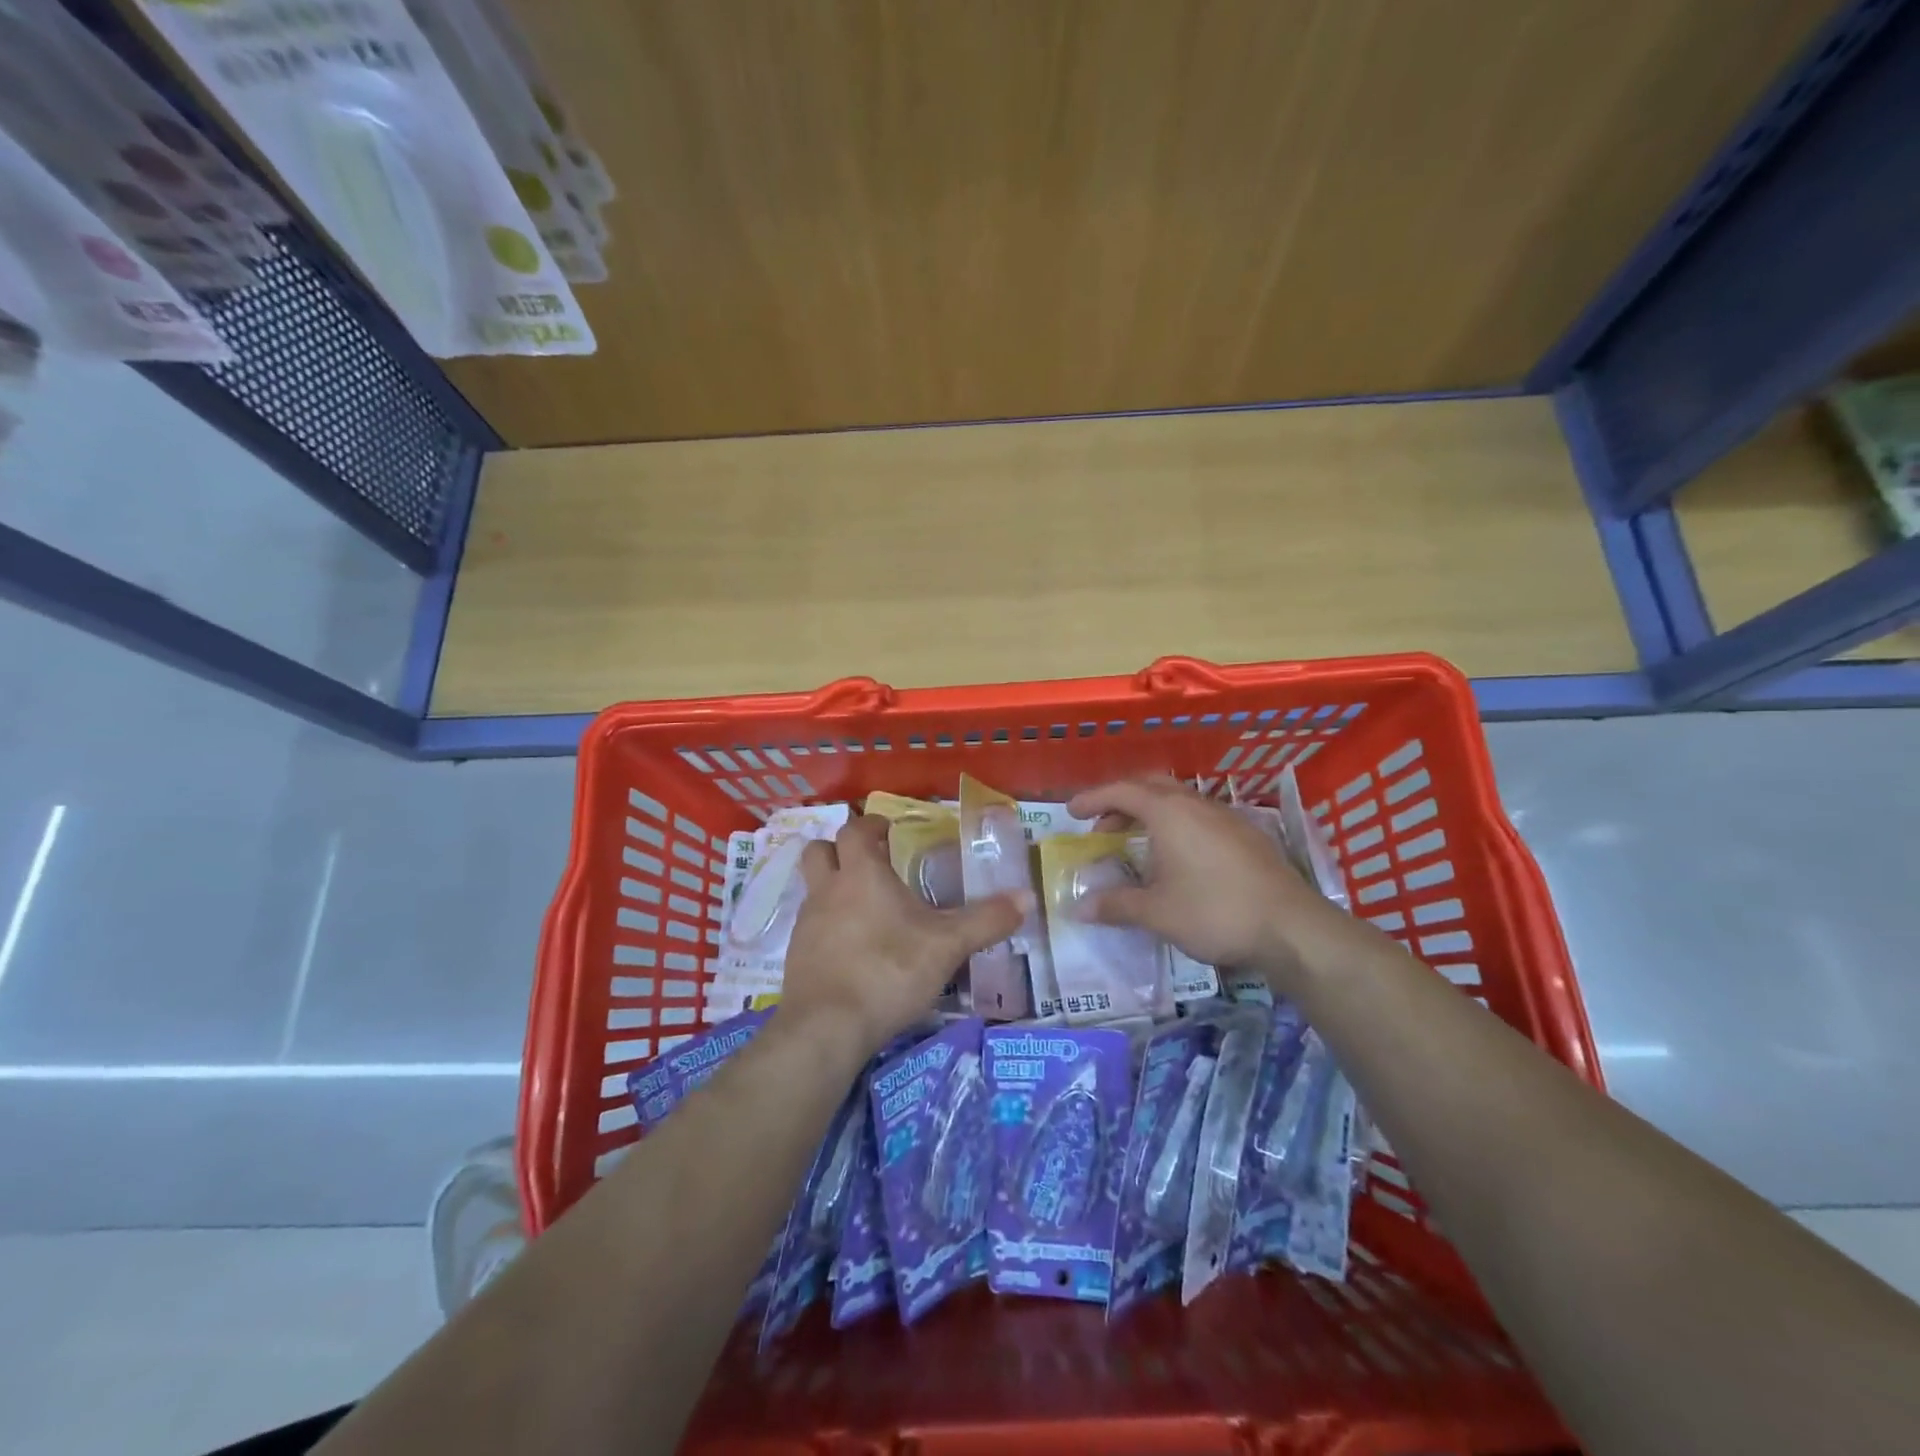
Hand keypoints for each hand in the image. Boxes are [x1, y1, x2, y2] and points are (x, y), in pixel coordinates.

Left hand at [778, 815, 1027, 1057]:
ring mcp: (807, 923)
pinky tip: (853, 949)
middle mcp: (827, 889)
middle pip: (819, 850)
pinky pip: (811, 925)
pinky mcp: (796, 955)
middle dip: (840, 849)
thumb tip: (1027, 897)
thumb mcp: (947, 946)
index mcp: (861, 873)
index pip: (856, 831)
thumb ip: (986, 920)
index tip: (889, 831)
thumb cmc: (888, 971)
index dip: (871, 825)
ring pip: (812, 888)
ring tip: (866, 908)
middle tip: (870, 862)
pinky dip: (829, 926)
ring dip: (833, 887)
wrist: (826, 1027)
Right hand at [1066, 776, 1346, 986]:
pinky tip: (1179, 857)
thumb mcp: (1156, 912)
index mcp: (1168, 812)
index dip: (1092, 799)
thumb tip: (1077, 908)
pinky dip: (1176, 825)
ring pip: (1178, 800)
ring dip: (1151, 813)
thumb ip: (1115, 905)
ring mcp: (1225, 816)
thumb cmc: (1214, 912)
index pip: (1121, 791)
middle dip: (1121, 801)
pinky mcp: (1247, 834)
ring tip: (1138, 844)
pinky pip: (1200, 816)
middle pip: (1150, 786)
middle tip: (1103, 827)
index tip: (1071, 812)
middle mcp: (1196, 804)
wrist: (1291, 927)